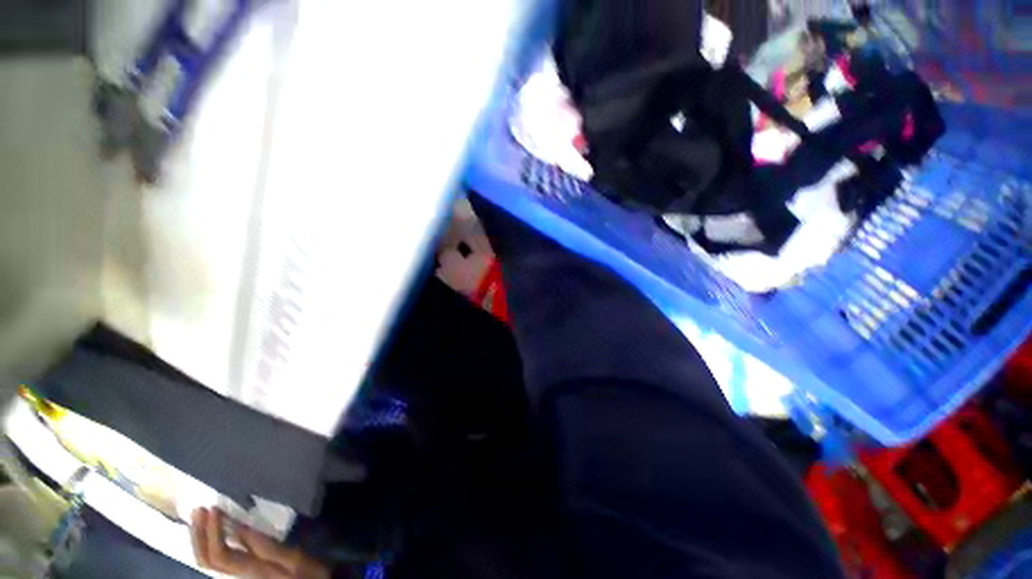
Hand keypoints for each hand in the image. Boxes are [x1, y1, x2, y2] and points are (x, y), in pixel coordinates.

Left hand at [191, 508, 330, 578]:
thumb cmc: (306, 571)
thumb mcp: (293, 558)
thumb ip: (268, 546)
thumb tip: (242, 527)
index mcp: (250, 570)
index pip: (220, 555)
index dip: (212, 533)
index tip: (214, 509)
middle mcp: (237, 574)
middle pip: (206, 559)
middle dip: (199, 535)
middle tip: (199, 509)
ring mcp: (237, 573)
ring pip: (207, 560)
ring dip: (199, 538)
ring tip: (199, 516)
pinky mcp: (242, 568)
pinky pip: (216, 557)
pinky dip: (207, 542)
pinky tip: (211, 529)